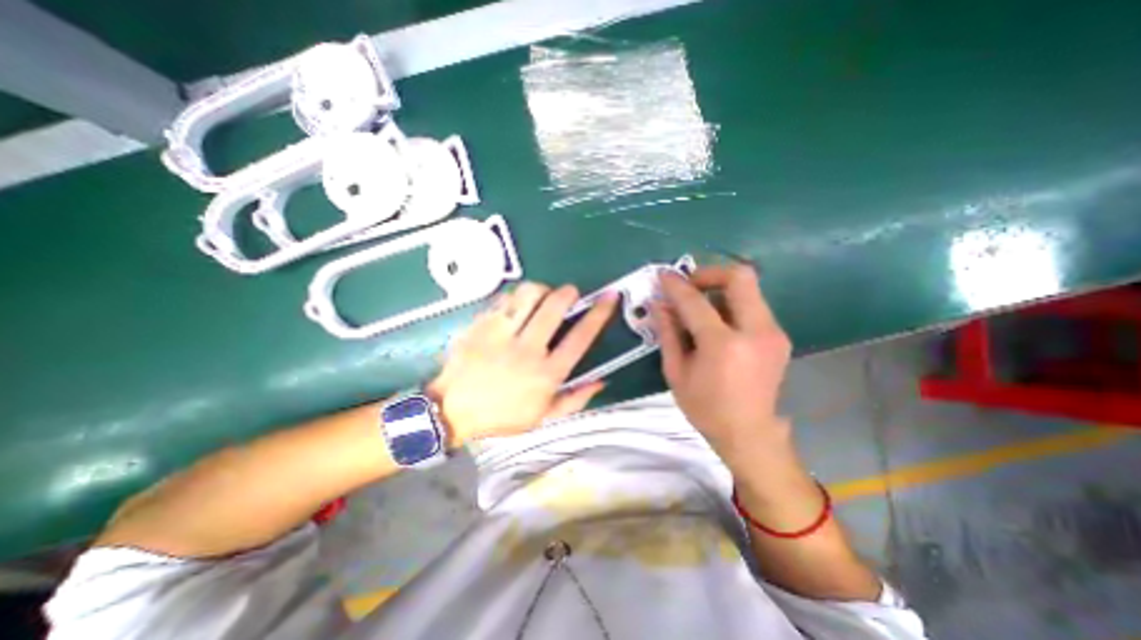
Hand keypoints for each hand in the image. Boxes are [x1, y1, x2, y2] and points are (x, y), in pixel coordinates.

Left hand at [425, 282, 614, 448]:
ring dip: (542, 289)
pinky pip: (504, 299)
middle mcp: (528, 350)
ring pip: (528, 295)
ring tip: (543, 295)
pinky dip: (517, 295)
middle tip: (570, 293)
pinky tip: (518, 302)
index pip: (581, 337)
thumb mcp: (543, 418)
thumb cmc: (501, 416)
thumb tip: (602, 381)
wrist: (451, 410)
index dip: (599, 314)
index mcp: (547, 374)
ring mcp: (502, 334)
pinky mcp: (481, 325)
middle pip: (555, 307)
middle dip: (568, 293)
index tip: (609, 297)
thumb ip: (575, 400)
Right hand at [650, 262, 796, 466]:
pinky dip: (731, 304)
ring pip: (749, 289)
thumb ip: (668, 333)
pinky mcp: (779, 336)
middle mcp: (756, 331)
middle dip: (709, 273)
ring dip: (720, 288)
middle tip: (689, 285)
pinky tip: (716, 322)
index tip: (663, 275)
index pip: (696, 302)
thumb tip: (659, 304)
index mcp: (724, 345)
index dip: (676, 285)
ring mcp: (773, 332)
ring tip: (699, 306)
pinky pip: (753, 305)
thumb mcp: (676, 372)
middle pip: (739, 277)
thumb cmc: (705, 408)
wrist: (749, 434)